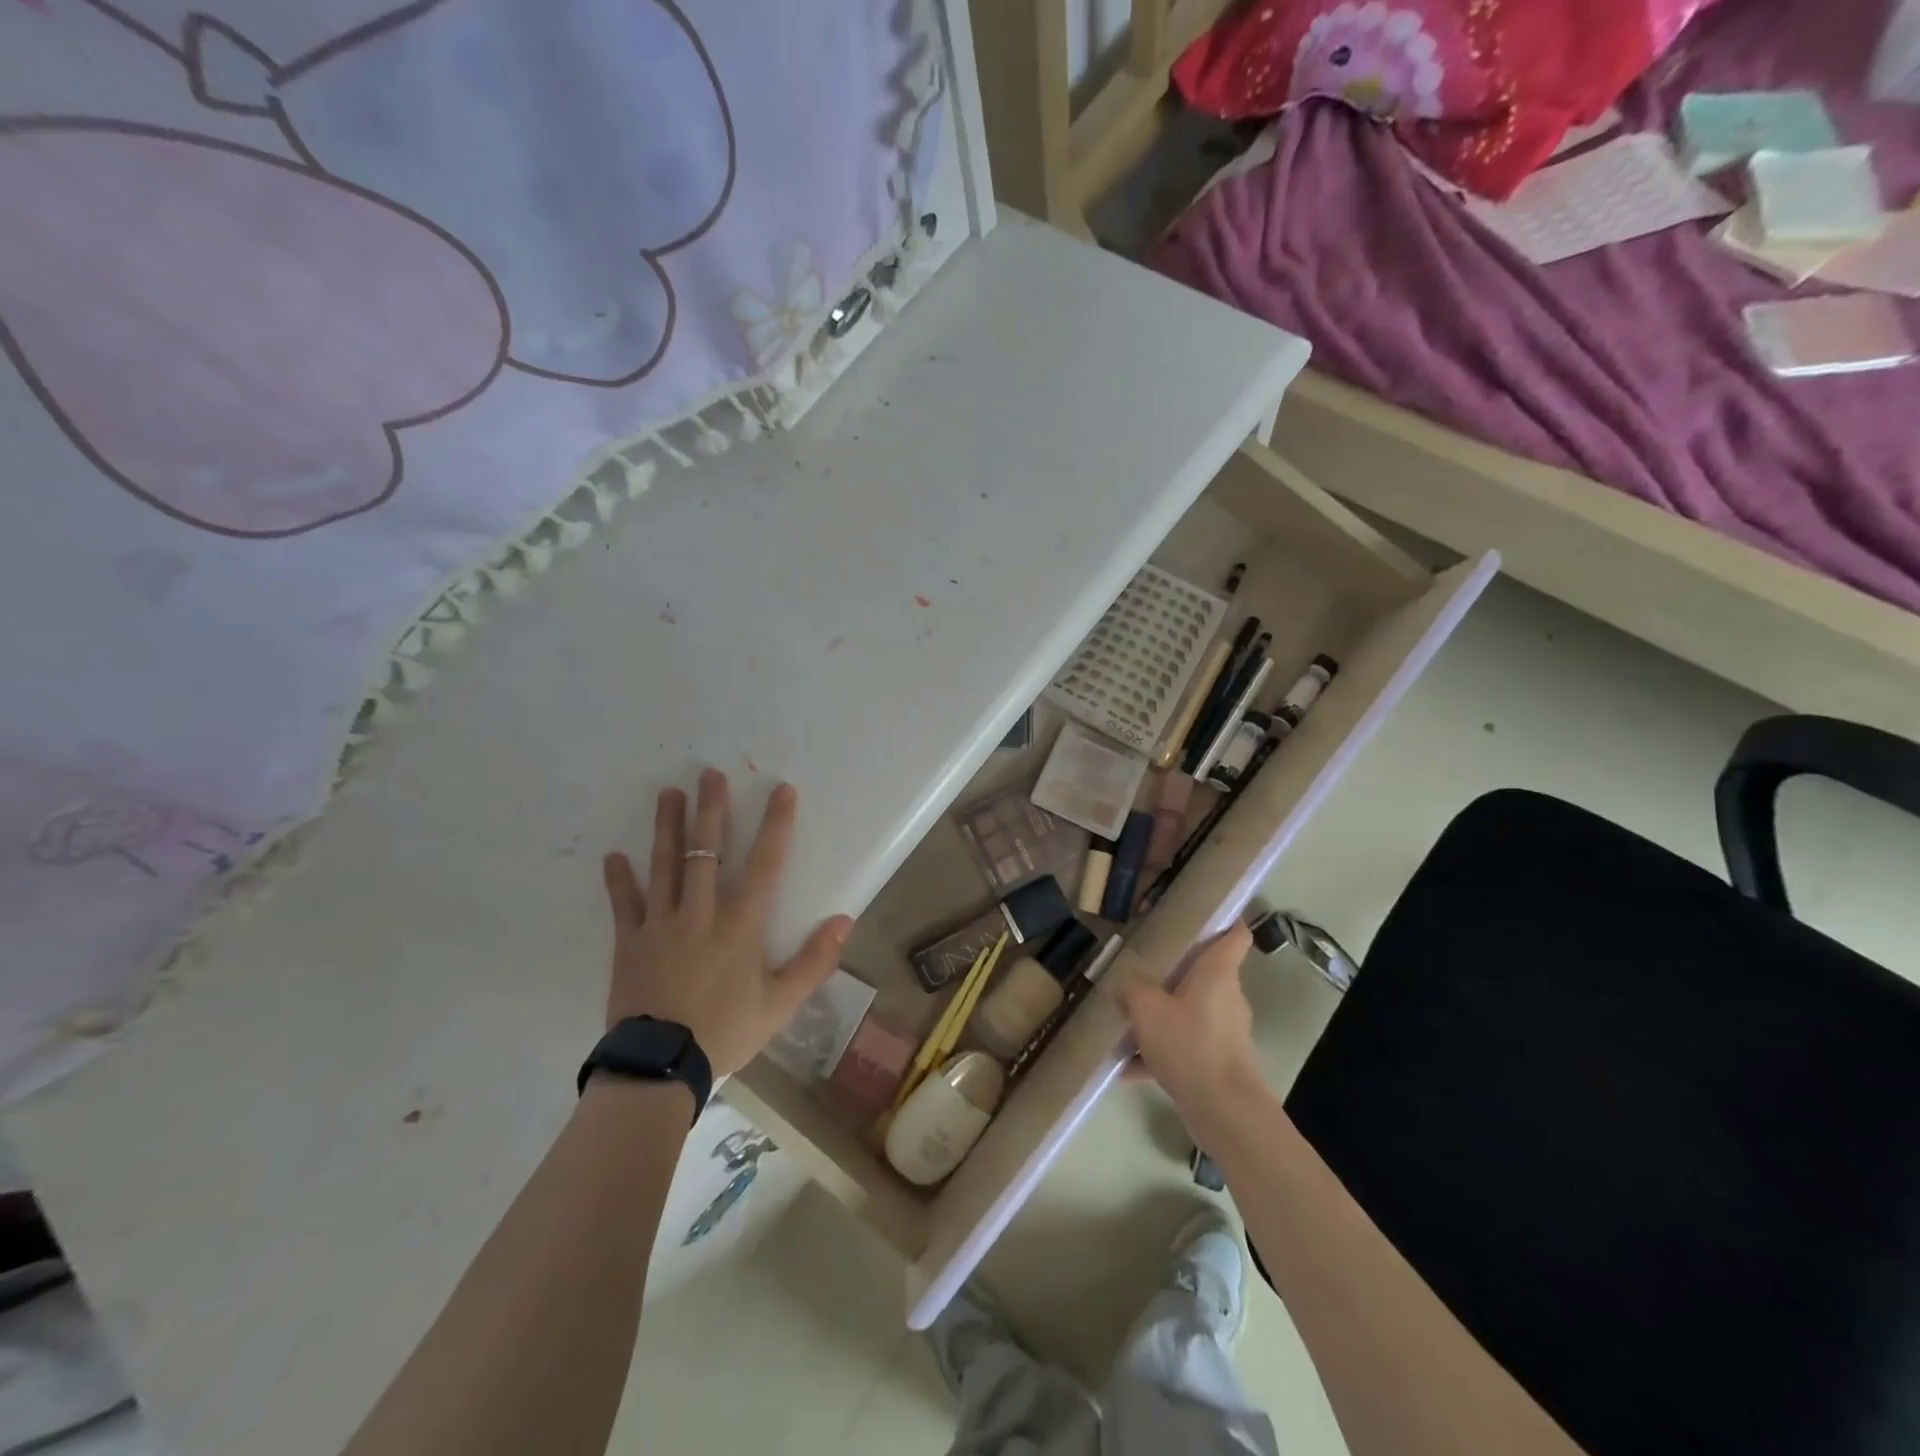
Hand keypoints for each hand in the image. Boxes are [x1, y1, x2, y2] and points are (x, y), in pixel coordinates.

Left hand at [600, 769, 852, 1077]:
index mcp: (740, 925)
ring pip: (665, 866)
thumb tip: (845, 920)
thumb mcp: (781, 1004)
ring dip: (667, 827)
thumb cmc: (726, 1032)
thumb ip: (814, 961)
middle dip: (711, 810)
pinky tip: (613, 856)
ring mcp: (660, 925)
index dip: (776, 825)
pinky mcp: (629, 943)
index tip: (781, 790)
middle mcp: (701, 913)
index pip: (765, 864)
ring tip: (667, 793)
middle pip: (706, 851)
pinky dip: (618, 881)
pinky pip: (623, 905)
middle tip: (709, 774)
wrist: (660, 1067)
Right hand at [1119, 923, 1266, 1124]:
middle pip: (1205, 971)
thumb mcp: (1148, 1009)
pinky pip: (1183, 1045)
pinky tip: (1126, 1066)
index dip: (1224, 918)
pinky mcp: (1217, 1061)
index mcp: (1218, 972)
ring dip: (1162, 1012)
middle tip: (1142, 961)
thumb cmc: (1191, 1046)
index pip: (1235, 933)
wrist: (1225, 1113)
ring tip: (1126, 1016)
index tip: (1200, 910)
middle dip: (1174, 967)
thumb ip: (1132, 988)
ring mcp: (1224, 1030)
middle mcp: (1226, 996)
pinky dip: (1158, 1051)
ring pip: (1189, 1009)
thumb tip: (1124, 979)